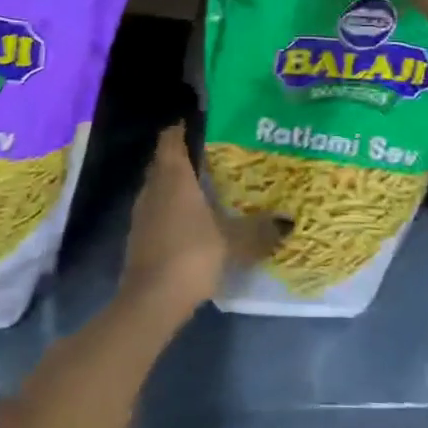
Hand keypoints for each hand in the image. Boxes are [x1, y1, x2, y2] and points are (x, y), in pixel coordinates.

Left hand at [120, 124, 281, 323]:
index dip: (184, 127)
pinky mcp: (139, 237)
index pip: (171, 137)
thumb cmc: (191, 255)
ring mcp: (142, 213)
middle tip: (218, 157)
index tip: (207, 125)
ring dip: (180, 185)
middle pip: (166, 160)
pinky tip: (194, 222)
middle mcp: (153, 186)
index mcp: (173, 175)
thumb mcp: (232, 241)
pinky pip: (158, 210)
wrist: (150, 302)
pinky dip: (173, 209)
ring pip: (161, 186)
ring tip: (210, 189)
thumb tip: (288, 222)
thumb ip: (259, 230)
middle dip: (187, 156)